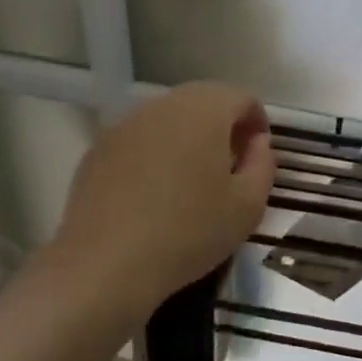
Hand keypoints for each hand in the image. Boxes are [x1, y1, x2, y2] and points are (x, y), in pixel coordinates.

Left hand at [52, 82, 274, 307]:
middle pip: (203, 101)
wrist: (106, 263)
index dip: (257, 121)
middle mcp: (164, 105)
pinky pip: (140, 139)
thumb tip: (257, 142)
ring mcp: (126, 124)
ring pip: (168, 119)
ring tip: (192, 180)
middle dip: (222, 126)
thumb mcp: (248, 206)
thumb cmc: (189, 231)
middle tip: (230, 166)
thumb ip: (263, 164)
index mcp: (205, 110)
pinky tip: (154, 192)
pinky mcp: (98, 148)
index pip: (241, 97)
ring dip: (188, 138)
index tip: (258, 155)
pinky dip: (156, 153)